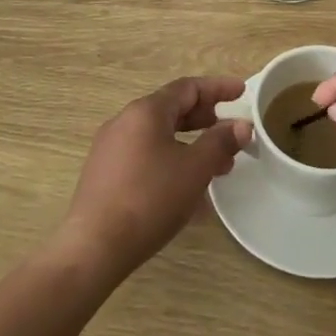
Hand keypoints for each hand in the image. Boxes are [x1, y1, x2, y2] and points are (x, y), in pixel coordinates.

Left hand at [54, 77, 252, 279]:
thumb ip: (220, 142)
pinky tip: (186, 188)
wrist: (94, 248)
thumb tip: (242, 125)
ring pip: (160, 135)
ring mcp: (111, 148)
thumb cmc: (149, 199)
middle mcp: (125, 121)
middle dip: (206, 119)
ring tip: (217, 166)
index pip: (188, 88)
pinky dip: (171, 160)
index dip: (218, 88)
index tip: (242, 92)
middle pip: (172, 109)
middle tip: (231, 131)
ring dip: (191, 144)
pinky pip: (146, 155)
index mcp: (146, 111)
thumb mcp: (195, 169)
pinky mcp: (105, 174)